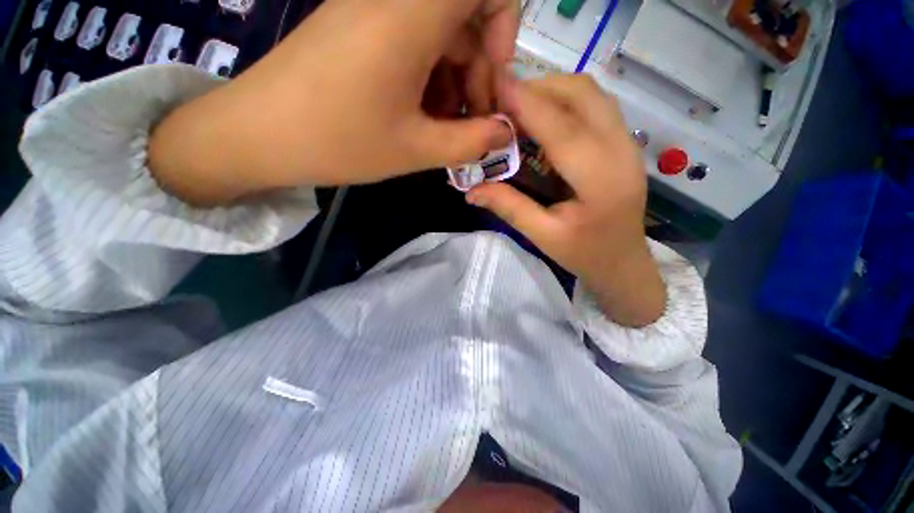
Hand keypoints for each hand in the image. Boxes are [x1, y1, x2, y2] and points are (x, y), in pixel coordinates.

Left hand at [149, 0, 519, 204]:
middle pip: (464, 16)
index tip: (493, 79)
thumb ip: (471, 142)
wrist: (259, 136)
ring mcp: (372, 12)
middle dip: (478, 73)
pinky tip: (421, 119)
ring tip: (446, 131)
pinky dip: (429, 80)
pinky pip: (412, 44)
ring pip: (439, 35)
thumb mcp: (416, 149)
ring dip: (454, 83)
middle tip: (472, 125)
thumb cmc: (339, 142)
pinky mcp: (358, 30)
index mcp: (411, 14)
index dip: (504, 25)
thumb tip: (506, 134)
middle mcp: (394, 0)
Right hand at [466, 75, 665, 326]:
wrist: (624, 263)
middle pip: (582, 94)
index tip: (495, 85)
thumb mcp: (543, 236)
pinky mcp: (624, 143)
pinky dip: (565, 100)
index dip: (527, 103)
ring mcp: (627, 143)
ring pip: (591, 93)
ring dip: (552, 91)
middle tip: (502, 104)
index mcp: (600, 180)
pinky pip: (595, 104)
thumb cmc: (585, 255)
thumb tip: (471, 191)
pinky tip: (543, 119)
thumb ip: (509, 207)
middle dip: (538, 89)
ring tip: (519, 109)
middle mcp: (621, 151)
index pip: (561, 128)